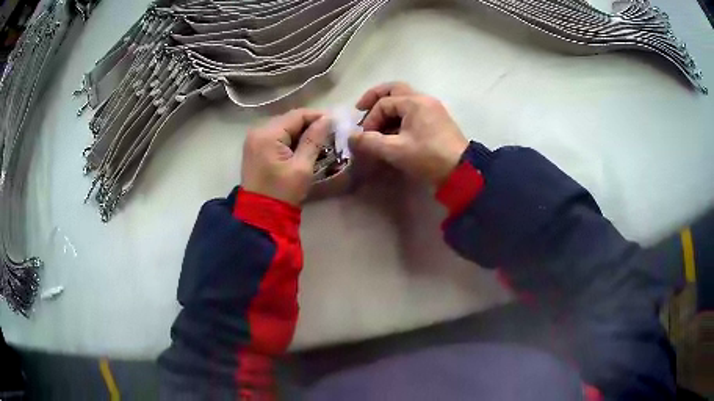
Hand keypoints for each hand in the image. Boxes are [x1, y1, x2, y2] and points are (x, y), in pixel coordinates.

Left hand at [241, 109, 330, 205]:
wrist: (260, 216)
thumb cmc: (283, 192)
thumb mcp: (302, 166)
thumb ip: (314, 139)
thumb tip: (328, 119)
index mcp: (268, 134)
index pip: (297, 115)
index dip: (318, 116)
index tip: (336, 123)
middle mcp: (257, 131)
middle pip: (289, 119)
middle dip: (310, 124)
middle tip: (329, 134)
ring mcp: (254, 140)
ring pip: (283, 127)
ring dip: (301, 132)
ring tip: (319, 141)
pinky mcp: (254, 148)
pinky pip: (275, 136)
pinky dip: (290, 139)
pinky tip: (303, 147)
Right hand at [349, 82, 468, 185]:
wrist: (461, 171)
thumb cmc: (428, 157)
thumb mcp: (395, 151)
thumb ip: (370, 142)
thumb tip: (351, 137)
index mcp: (414, 102)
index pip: (383, 103)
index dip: (370, 119)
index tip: (365, 137)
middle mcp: (424, 99)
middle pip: (394, 89)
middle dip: (375, 97)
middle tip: (360, 107)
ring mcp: (432, 108)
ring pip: (404, 100)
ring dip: (388, 108)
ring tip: (376, 124)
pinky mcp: (437, 120)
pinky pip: (413, 110)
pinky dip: (399, 115)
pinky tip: (393, 130)